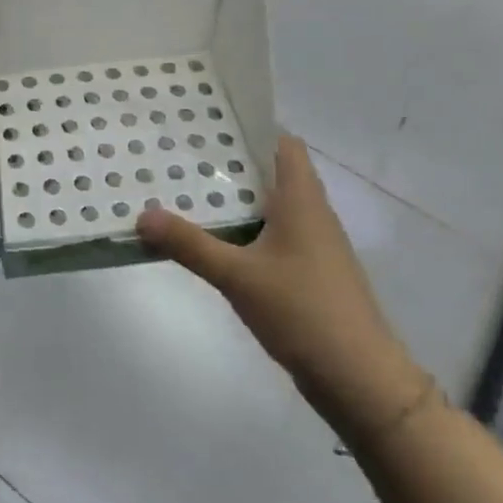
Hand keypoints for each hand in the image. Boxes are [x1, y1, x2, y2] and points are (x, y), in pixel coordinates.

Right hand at [137, 135, 433, 447]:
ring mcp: (312, 246)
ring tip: (186, 191)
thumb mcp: (237, 276)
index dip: (251, 128)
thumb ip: (189, 244)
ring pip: (269, 206)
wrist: (359, 378)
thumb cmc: (303, 312)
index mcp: (302, 201)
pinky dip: (243, 229)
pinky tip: (212, 240)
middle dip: (229, 163)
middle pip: (271, 172)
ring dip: (234, 198)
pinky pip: (270, 236)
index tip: (207, 123)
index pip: (283, 144)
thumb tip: (142, 214)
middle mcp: (311, 214)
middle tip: (180, 156)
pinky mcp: (308, 273)